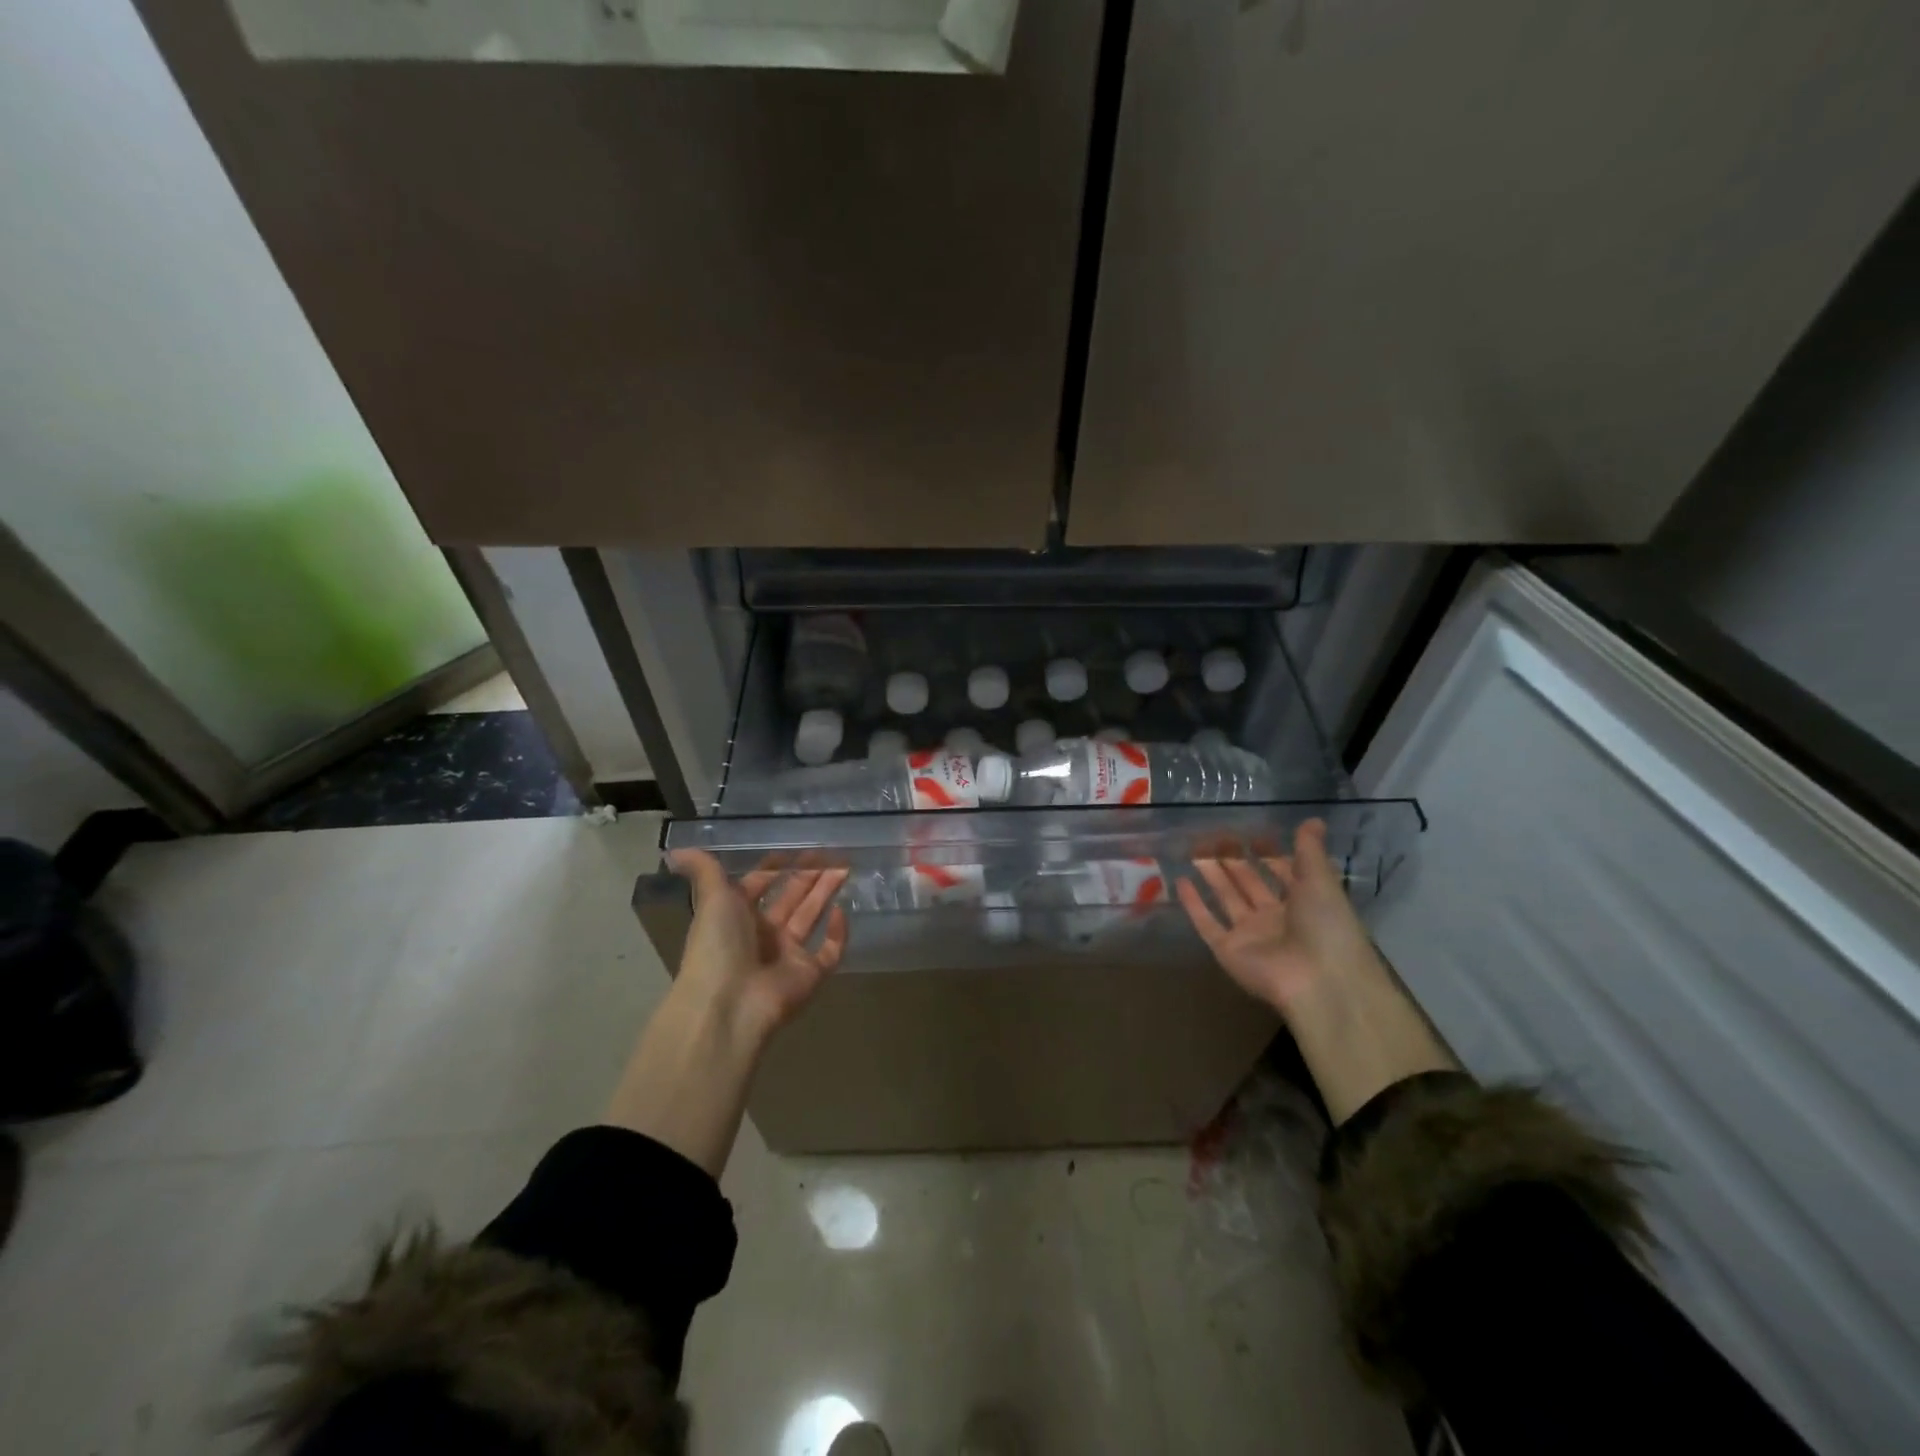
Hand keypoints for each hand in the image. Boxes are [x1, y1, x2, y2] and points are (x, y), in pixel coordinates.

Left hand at [669, 850, 849, 1042]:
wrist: (729, 1003)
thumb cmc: (718, 945)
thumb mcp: (711, 899)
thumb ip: (704, 870)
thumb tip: (675, 850)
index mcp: (736, 917)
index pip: (759, 885)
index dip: (775, 867)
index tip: (795, 848)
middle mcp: (762, 935)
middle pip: (790, 898)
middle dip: (809, 875)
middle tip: (832, 853)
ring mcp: (787, 956)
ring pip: (811, 917)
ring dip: (825, 892)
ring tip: (845, 868)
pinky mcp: (810, 975)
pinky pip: (829, 951)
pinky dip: (837, 933)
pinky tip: (841, 911)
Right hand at [1175, 819, 1388, 1017]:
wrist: (1319, 981)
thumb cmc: (1327, 926)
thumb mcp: (1321, 881)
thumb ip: (1310, 851)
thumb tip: (1312, 819)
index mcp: (1303, 903)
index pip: (1282, 873)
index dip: (1269, 853)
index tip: (1252, 832)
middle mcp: (1275, 918)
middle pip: (1249, 883)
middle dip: (1234, 859)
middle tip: (1214, 835)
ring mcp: (1250, 935)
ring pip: (1226, 898)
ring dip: (1212, 874)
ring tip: (1194, 849)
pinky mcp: (1227, 950)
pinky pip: (1207, 923)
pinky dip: (1193, 904)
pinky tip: (1180, 881)